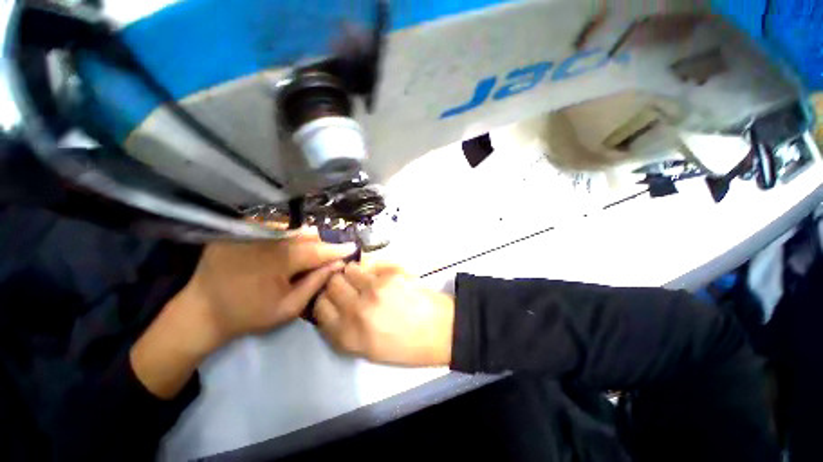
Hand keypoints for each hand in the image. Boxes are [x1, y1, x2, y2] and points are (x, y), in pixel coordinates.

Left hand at [131, 230, 354, 397]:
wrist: (202, 311)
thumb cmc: (248, 314)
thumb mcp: (288, 307)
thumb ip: (315, 283)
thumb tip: (337, 265)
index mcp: (279, 261)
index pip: (318, 250)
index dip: (337, 249)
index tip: (352, 247)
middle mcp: (266, 240)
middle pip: (306, 235)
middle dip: (321, 244)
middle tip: (326, 255)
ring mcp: (249, 232)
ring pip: (291, 228)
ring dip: (304, 239)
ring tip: (305, 253)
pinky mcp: (238, 230)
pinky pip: (273, 227)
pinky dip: (285, 236)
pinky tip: (283, 248)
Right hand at [315, 262, 454, 366]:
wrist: (440, 330)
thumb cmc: (406, 345)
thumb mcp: (367, 349)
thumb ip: (344, 328)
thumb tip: (332, 305)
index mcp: (347, 335)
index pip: (318, 306)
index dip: (324, 298)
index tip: (332, 296)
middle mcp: (355, 310)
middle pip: (331, 283)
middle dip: (338, 283)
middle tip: (350, 285)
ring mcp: (374, 289)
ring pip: (350, 269)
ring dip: (355, 273)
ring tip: (367, 278)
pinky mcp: (390, 274)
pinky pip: (371, 263)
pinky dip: (373, 267)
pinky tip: (383, 275)